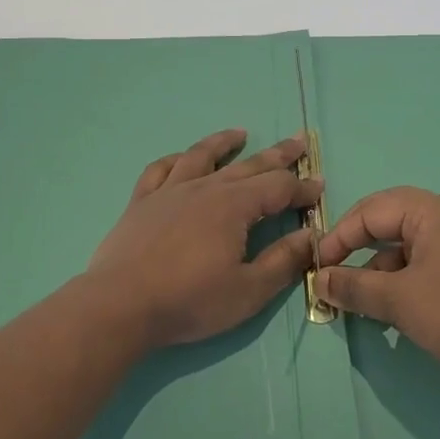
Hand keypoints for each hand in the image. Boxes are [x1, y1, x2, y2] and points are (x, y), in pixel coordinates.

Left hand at [88, 129, 322, 348]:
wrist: (120, 305)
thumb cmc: (189, 301)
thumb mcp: (248, 291)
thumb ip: (283, 262)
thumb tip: (311, 236)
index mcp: (234, 207)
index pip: (278, 188)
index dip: (302, 188)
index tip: (319, 189)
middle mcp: (204, 188)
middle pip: (248, 165)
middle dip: (277, 155)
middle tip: (298, 142)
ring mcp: (169, 191)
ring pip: (201, 156)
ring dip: (223, 143)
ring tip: (239, 133)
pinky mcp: (141, 202)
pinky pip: (160, 169)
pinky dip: (175, 160)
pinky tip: (181, 158)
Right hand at [314, 187, 439, 396]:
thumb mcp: (398, 300)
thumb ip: (354, 287)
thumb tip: (321, 280)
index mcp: (429, 211)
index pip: (369, 211)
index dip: (338, 236)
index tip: (317, 267)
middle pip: (387, 225)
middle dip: (357, 250)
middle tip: (333, 276)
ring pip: (404, 250)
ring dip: (378, 273)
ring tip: (358, 303)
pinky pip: (424, 268)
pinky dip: (401, 285)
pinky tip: (391, 315)